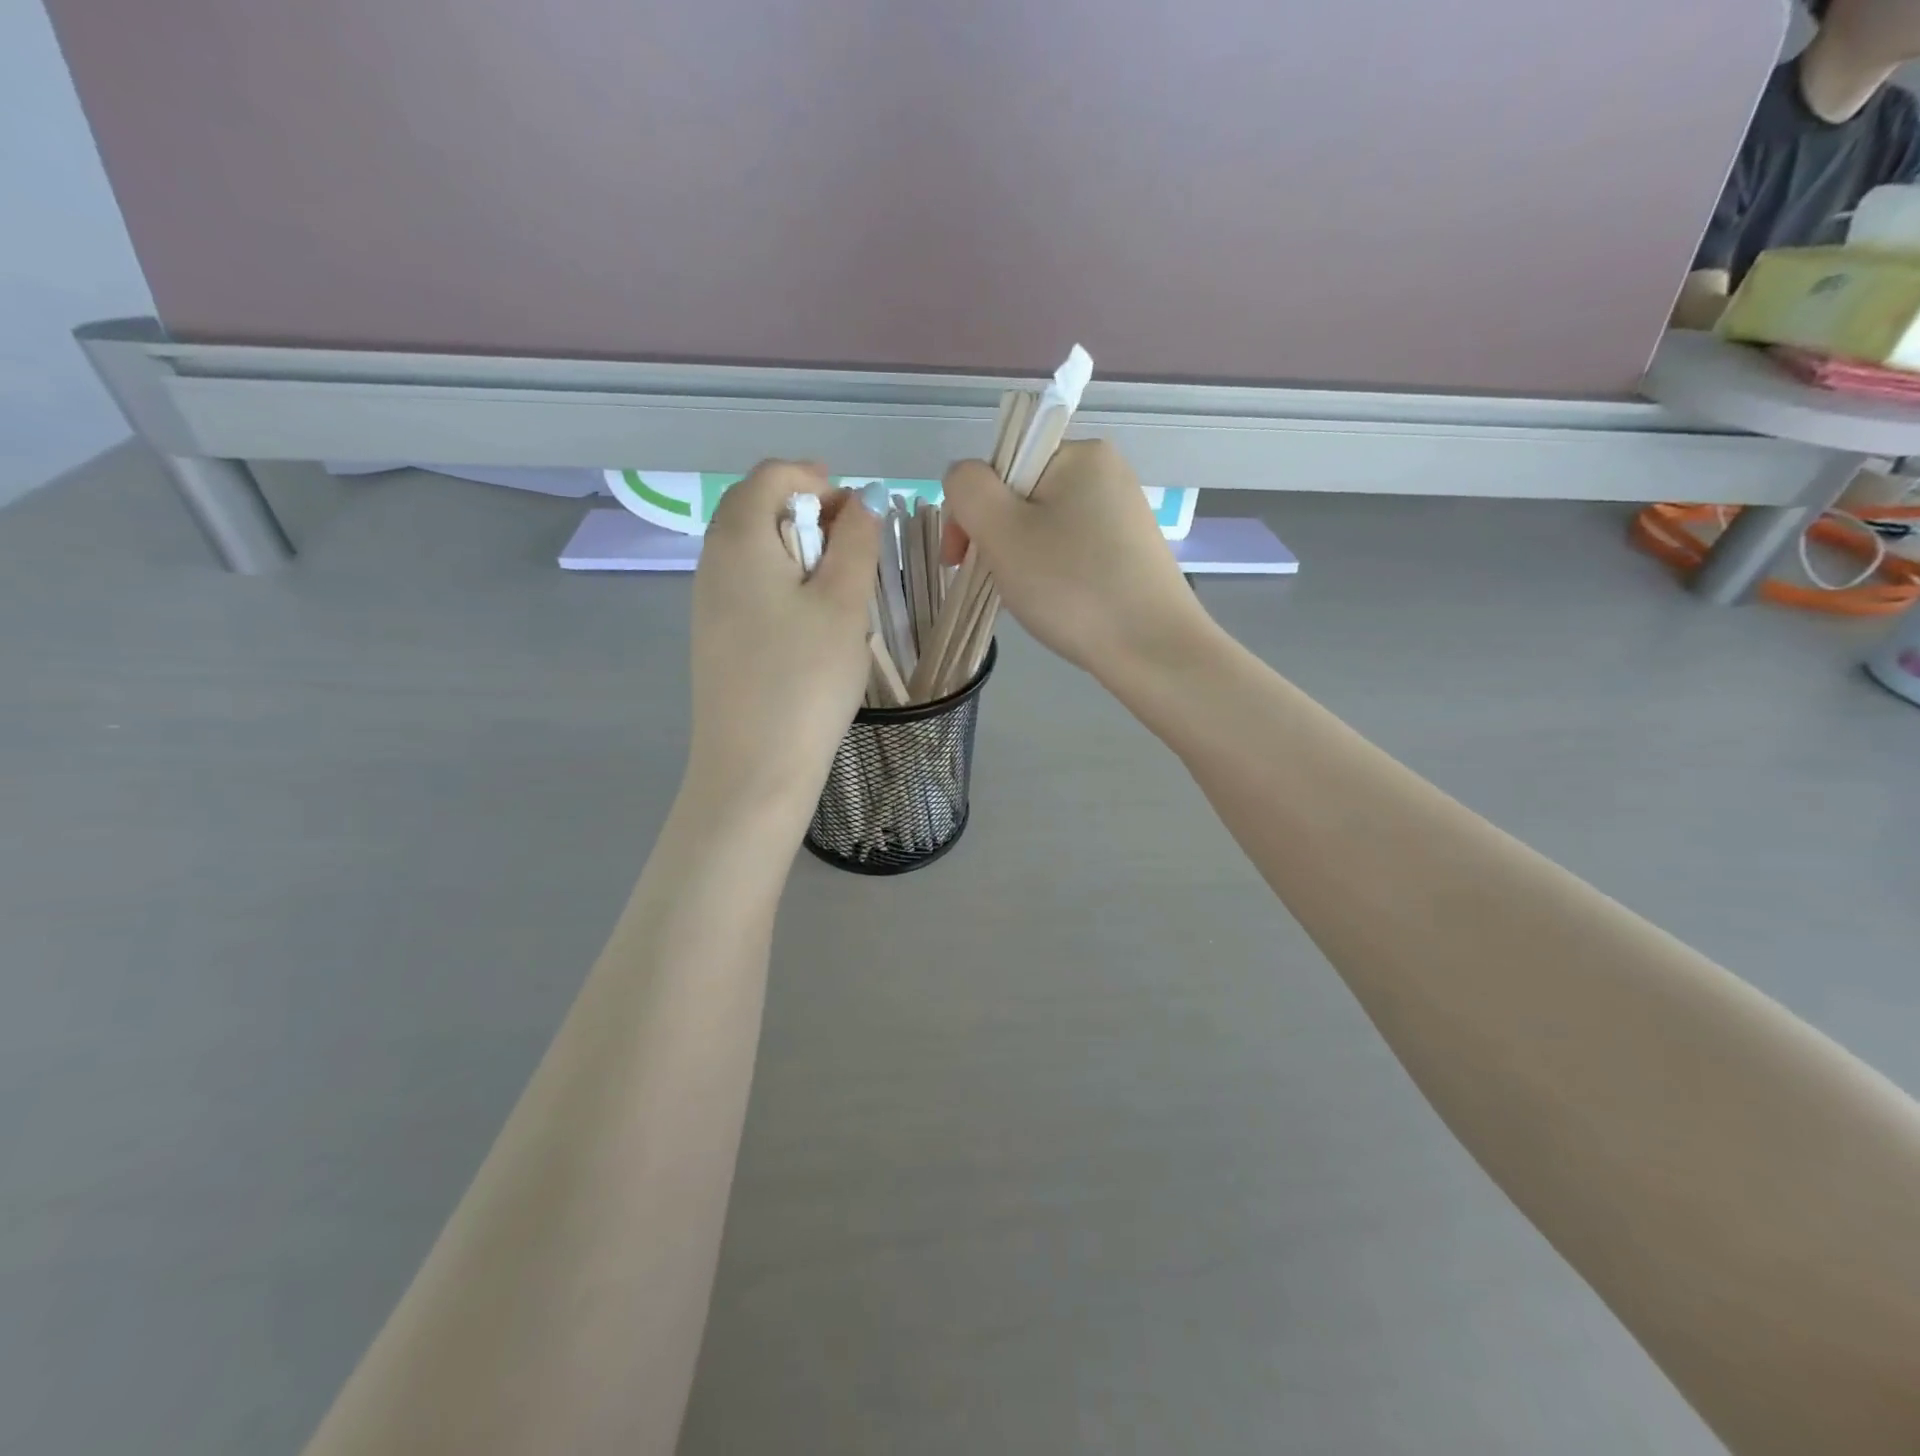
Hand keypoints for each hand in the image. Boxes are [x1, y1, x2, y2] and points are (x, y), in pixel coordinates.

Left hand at [684, 461, 881, 822]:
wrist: (754, 768)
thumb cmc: (805, 680)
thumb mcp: (844, 603)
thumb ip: (855, 541)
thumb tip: (859, 502)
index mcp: (739, 539)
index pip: (770, 475)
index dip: (817, 479)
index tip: (857, 515)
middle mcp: (712, 561)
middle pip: (756, 507)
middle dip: (808, 513)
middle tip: (853, 550)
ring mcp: (707, 602)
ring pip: (753, 549)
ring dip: (798, 551)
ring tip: (839, 590)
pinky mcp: (714, 636)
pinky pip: (748, 585)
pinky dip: (783, 583)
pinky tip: (810, 624)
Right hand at [941, 440, 1212, 682]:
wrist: (1152, 649)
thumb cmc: (1071, 586)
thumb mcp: (1001, 531)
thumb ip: (968, 490)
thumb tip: (964, 480)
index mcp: (1079, 453)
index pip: (999, 465)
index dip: (971, 510)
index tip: (959, 559)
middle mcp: (1106, 473)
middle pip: (1021, 496)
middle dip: (996, 538)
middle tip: (994, 583)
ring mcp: (1123, 514)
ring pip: (1043, 528)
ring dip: (1020, 559)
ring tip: (1026, 599)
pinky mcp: (1131, 552)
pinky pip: (1071, 551)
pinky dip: (1051, 573)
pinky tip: (1055, 603)